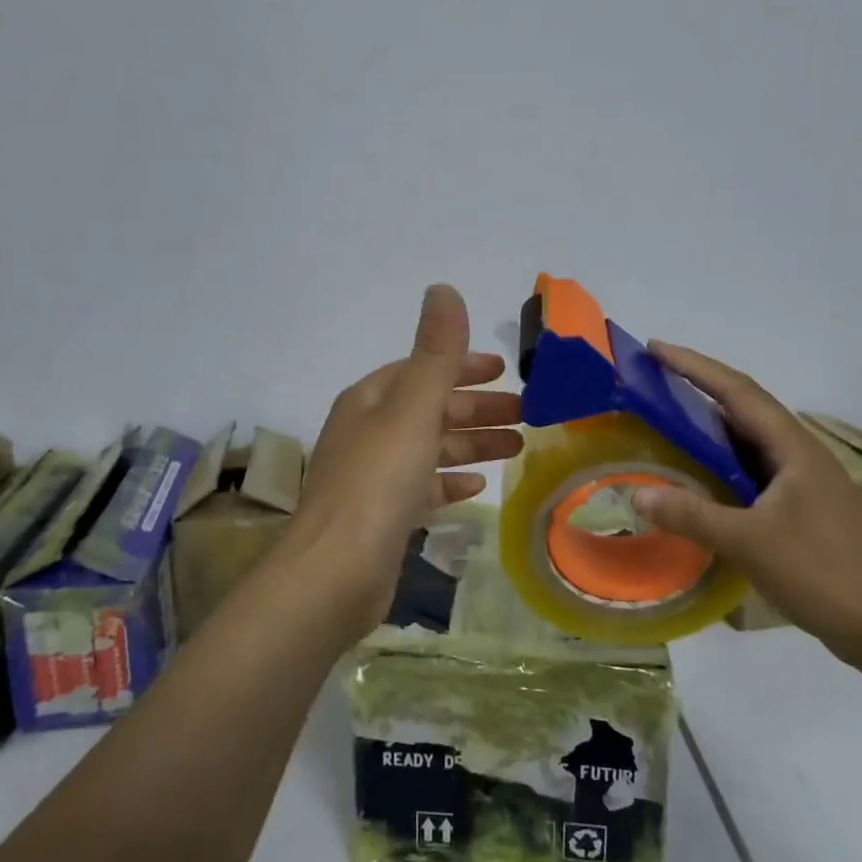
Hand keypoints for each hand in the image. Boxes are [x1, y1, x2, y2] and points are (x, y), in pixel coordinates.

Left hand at [293, 284, 522, 636]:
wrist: (335, 573)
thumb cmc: (377, 482)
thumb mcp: (412, 409)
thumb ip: (435, 353)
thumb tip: (443, 288)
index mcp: (371, 400)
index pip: (422, 370)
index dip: (463, 366)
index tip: (505, 370)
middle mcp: (368, 432)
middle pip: (431, 409)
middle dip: (477, 408)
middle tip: (526, 413)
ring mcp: (373, 476)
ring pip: (431, 448)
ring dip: (472, 444)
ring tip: (517, 447)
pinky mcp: (383, 516)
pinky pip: (423, 486)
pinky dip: (450, 480)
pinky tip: (476, 486)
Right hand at [630, 342, 861, 670]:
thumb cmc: (825, 573)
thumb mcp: (751, 543)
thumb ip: (692, 515)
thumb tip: (636, 493)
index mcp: (793, 448)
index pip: (737, 391)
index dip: (694, 366)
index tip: (655, 348)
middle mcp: (800, 455)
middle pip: (744, 407)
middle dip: (699, 387)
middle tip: (654, 379)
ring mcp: (804, 483)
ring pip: (748, 440)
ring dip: (709, 425)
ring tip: (667, 419)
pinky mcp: (802, 510)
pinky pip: (751, 469)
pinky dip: (720, 461)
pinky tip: (699, 476)